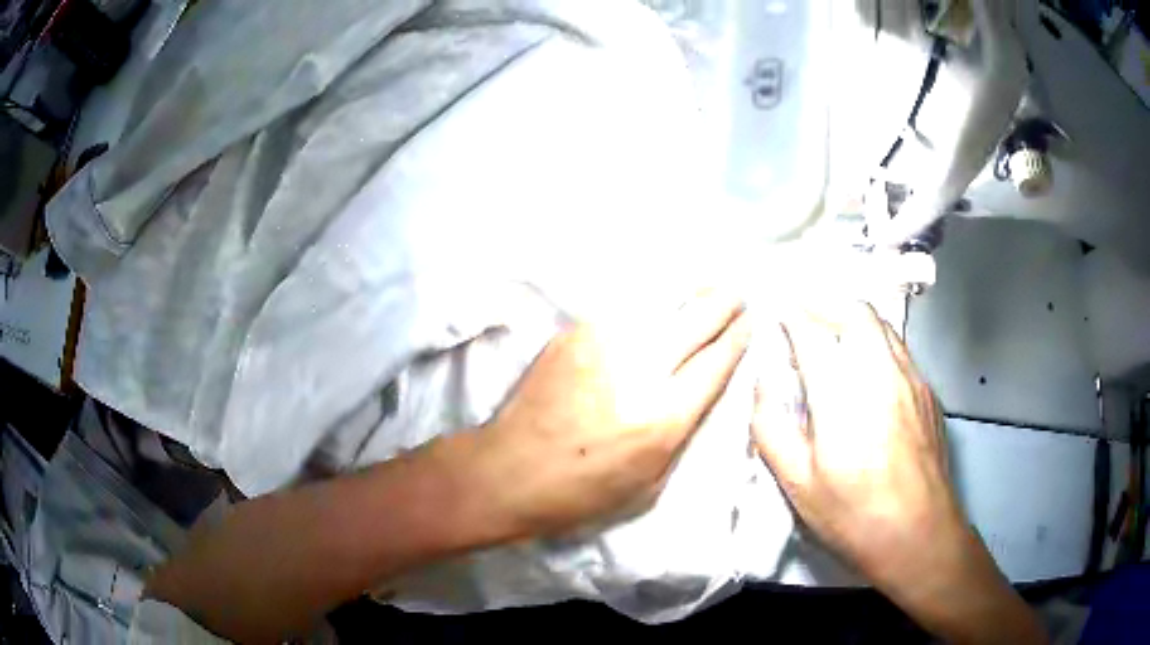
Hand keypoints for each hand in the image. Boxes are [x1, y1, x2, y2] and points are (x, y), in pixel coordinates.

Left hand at [467, 291, 750, 537]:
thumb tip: (701, 385)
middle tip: (736, 294)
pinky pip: (625, 310)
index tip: (749, 323)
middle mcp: (638, 371)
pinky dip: (648, 307)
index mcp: (662, 418)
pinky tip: (657, 305)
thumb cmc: (582, 492)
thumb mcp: (650, 480)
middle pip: (696, 320)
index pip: (715, 363)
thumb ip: (682, 429)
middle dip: (722, 303)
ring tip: (704, 291)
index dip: (737, 339)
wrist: (508, 471)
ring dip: (688, 297)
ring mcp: (602, 344)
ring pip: (661, 305)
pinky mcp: (574, 334)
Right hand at [752, 302, 961, 586]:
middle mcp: (881, 373)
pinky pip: (900, 350)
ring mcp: (911, 380)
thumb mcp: (798, 483)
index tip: (778, 310)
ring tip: (836, 336)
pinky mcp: (928, 393)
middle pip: (856, 313)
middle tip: (806, 317)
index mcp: (843, 395)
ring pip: (883, 327)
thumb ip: (771, 427)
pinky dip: (878, 343)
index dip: (792, 315)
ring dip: (855, 321)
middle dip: (827, 305)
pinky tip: (870, 372)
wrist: (919, 535)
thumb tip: (764, 382)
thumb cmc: (853, 514)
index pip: (813, 334)